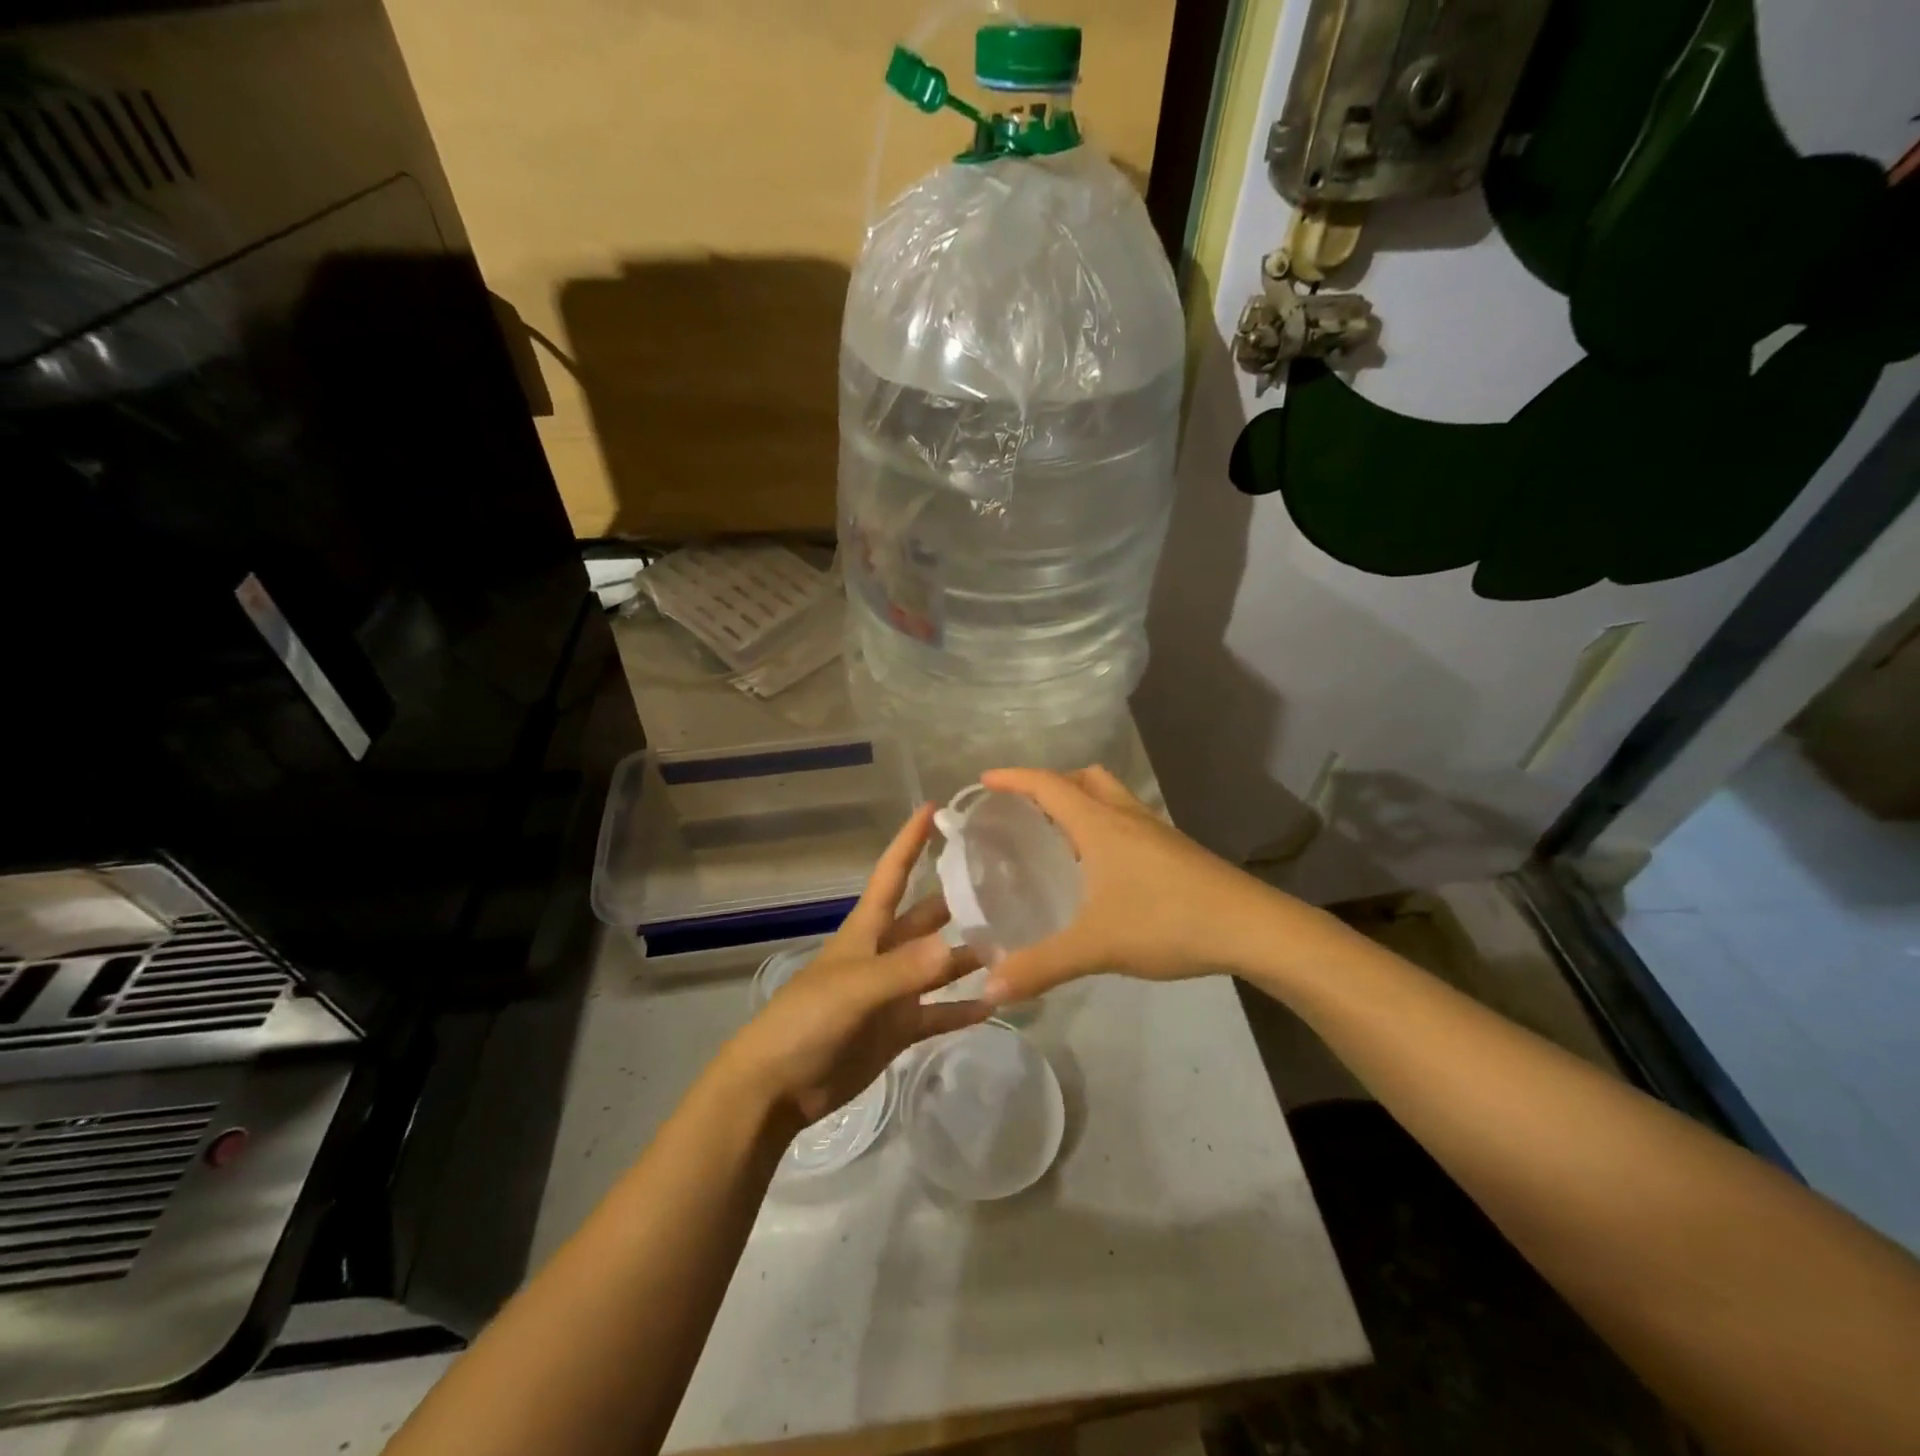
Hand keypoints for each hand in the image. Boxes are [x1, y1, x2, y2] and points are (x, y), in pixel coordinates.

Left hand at [718, 804, 990, 1126]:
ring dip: (968, 957)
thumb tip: (956, 947)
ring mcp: (893, 993)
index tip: (934, 808)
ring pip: (938, 966)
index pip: (891, 874)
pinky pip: (939, 1013)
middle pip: (924, 918)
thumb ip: (903, 970)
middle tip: (1003, 883)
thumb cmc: (805, 1022)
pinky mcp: (898, 1030)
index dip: (909, 841)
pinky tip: (995, 1003)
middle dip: (956, 900)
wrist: (777, 1087)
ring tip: (1013, 946)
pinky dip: (963, 1009)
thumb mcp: (853, 989)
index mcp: (866, 931)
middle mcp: (883, 954)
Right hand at [977, 766, 1295, 1003]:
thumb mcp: (1096, 946)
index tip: (984, 780)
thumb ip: (1040, 966)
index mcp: (1100, 824)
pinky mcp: (1175, 850)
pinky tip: (1100, 869)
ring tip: (1057, 836)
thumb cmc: (1168, 922)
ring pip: (1110, 797)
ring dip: (1080, 802)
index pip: (1048, 785)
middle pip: (1082, 779)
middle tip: (1023, 809)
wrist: (1253, 928)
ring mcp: (1155, 831)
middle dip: (1049, 784)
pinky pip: (1127, 821)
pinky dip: (1104, 826)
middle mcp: (1126, 816)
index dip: (1013, 778)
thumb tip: (989, 988)